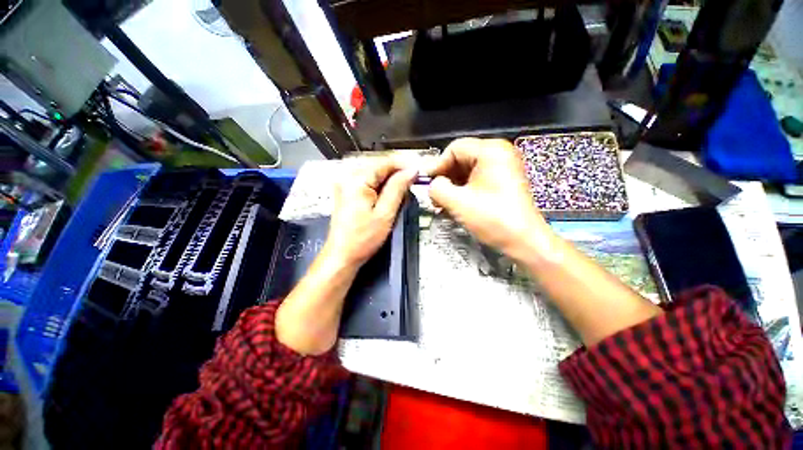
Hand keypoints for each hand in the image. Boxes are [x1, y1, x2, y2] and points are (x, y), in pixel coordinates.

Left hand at [325, 158, 417, 268]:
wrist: (342, 256)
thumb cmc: (362, 239)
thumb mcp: (385, 213)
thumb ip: (398, 189)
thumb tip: (411, 171)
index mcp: (356, 180)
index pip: (384, 163)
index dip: (404, 166)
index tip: (418, 173)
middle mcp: (348, 178)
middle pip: (378, 167)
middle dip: (397, 175)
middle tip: (412, 186)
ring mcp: (346, 186)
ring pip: (374, 176)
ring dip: (390, 183)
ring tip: (402, 195)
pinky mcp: (347, 194)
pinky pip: (368, 184)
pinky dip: (381, 189)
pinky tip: (388, 199)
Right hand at [427, 138, 550, 260]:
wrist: (524, 242)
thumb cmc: (492, 218)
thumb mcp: (457, 202)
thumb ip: (437, 188)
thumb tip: (433, 184)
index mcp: (491, 151)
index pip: (454, 149)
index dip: (437, 165)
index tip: (427, 183)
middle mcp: (499, 153)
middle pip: (461, 159)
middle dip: (445, 178)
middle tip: (434, 196)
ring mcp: (503, 168)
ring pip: (467, 171)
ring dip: (452, 186)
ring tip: (442, 204)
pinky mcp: (503, 181)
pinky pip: (476, 180)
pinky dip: (463, 190)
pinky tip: (455, 205)